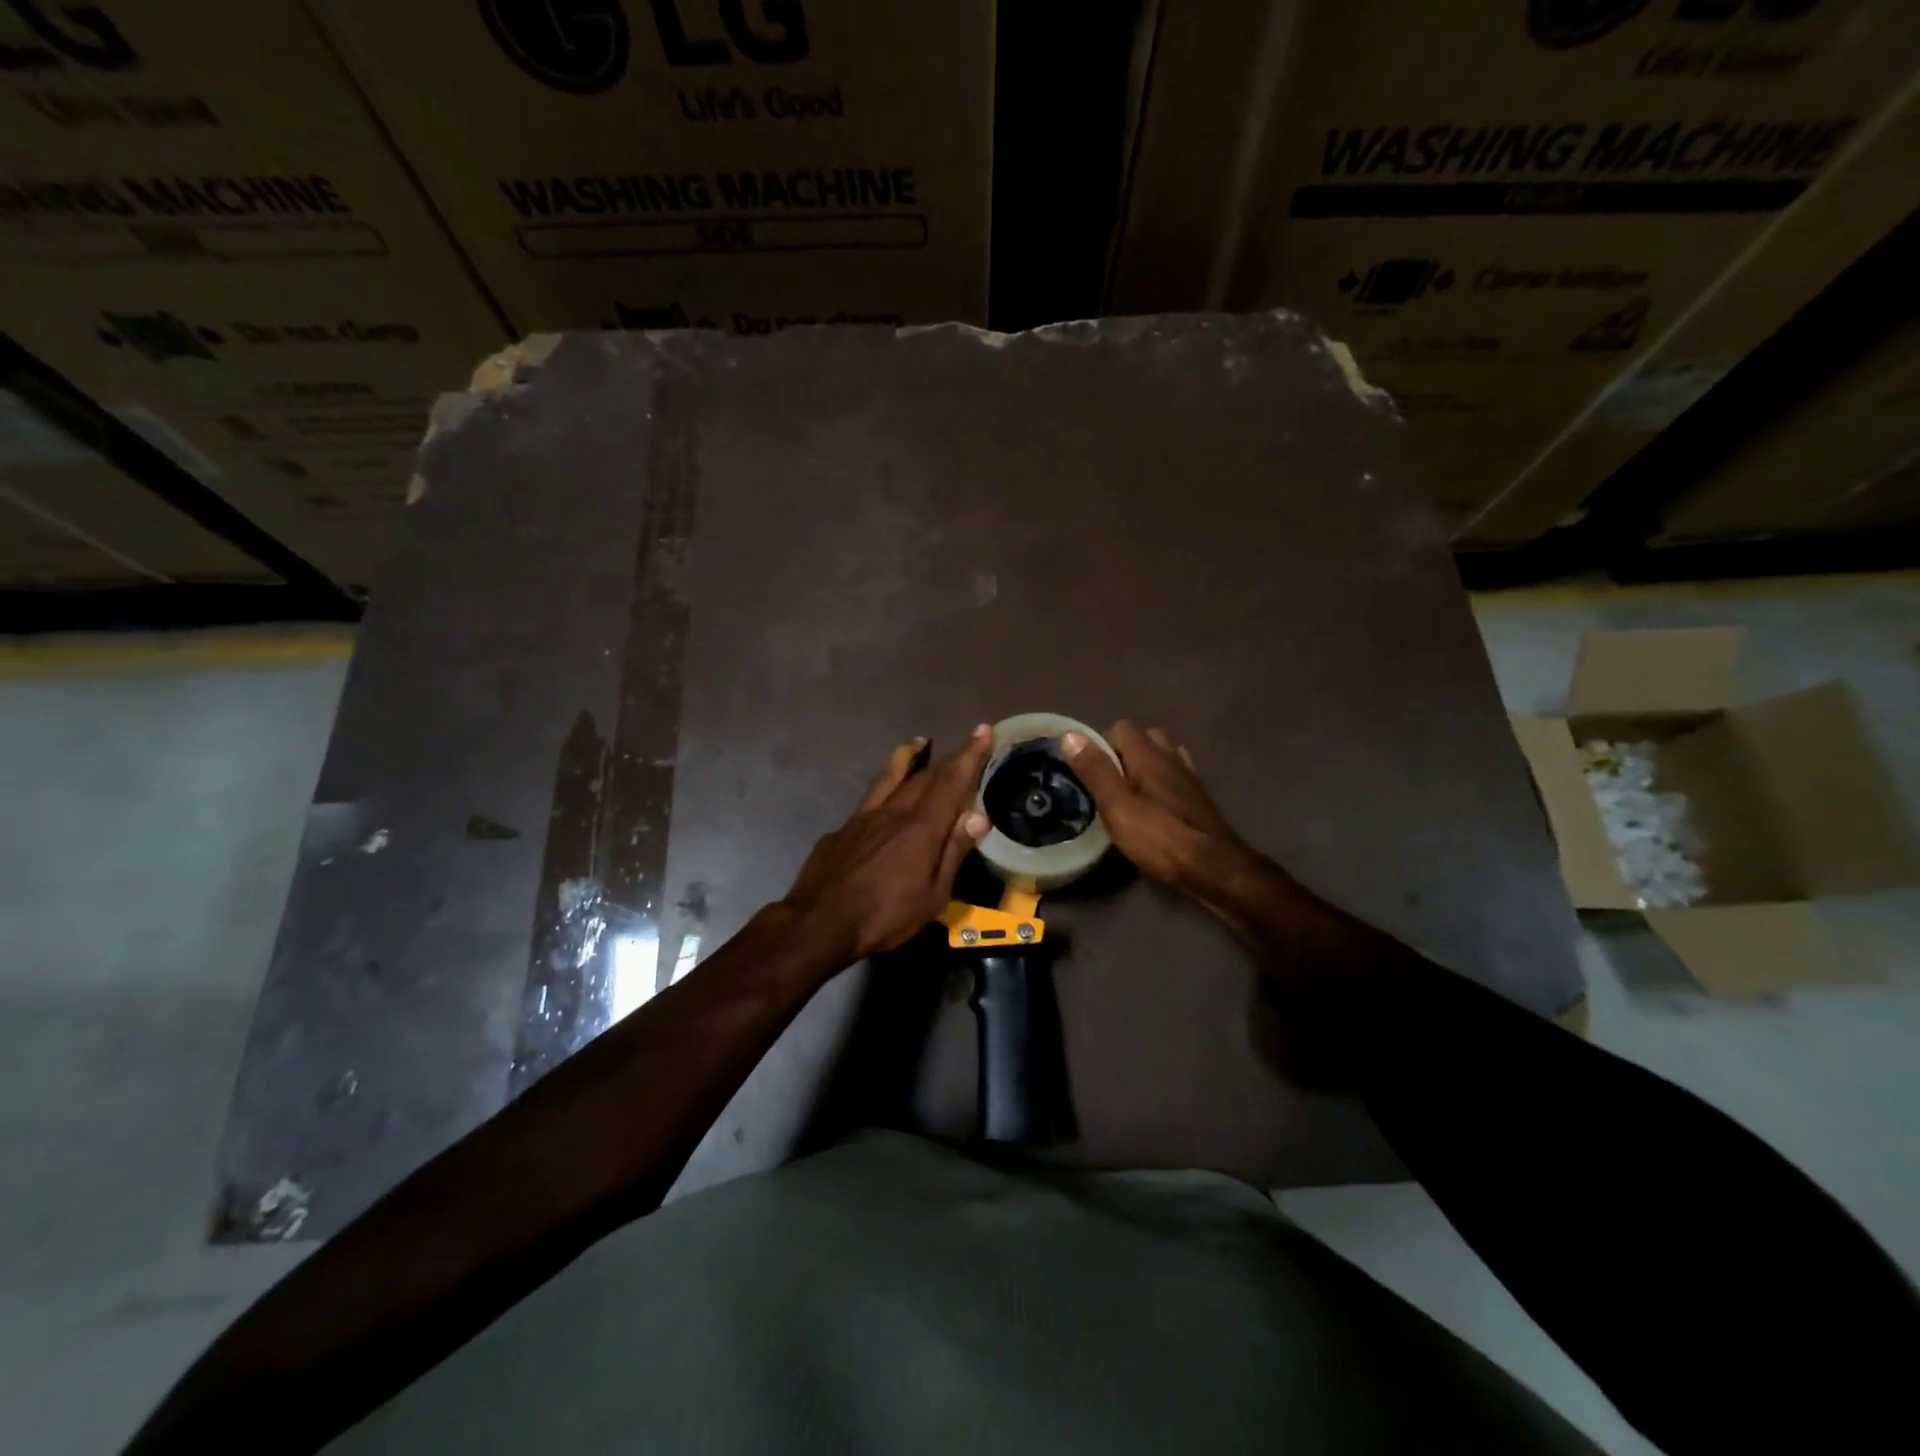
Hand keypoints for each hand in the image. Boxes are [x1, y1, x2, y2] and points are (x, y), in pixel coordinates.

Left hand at [780, 726, 994, 963]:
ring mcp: (864, 817)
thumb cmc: (884, 915)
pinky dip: (884, 786)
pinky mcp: (842, 829)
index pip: (952, 782)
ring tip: (919, 742)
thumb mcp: (932, 895)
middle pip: (926, 776)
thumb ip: (954, 852)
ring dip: (908, 757)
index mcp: (922, 827)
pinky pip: (869, 798)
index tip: (983, 731)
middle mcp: (894, 811)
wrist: (818, 922)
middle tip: (966, 742)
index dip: (970, 756)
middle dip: (950, 757)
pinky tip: (883, 797)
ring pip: (890, 776)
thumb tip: (978, 815)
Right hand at [1061, 721, 1261, 900]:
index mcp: (1149, 755)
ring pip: (1162, 757)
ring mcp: (1189, 777)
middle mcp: (1171, 758)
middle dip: (1123, 753)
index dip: (1101, 743)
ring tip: (1128, 793)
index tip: (1088, 770)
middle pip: (1145, 738)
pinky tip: (1154, 804)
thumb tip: (1070, 734)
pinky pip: (1175, 776)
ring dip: (1144, 766)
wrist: (1215, 869)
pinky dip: (1162, 782)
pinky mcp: (1198, 798)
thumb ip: (1095, 771)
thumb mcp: (1117, 807)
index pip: (1121, 728)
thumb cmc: (1161, 838)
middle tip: (1108, 783)